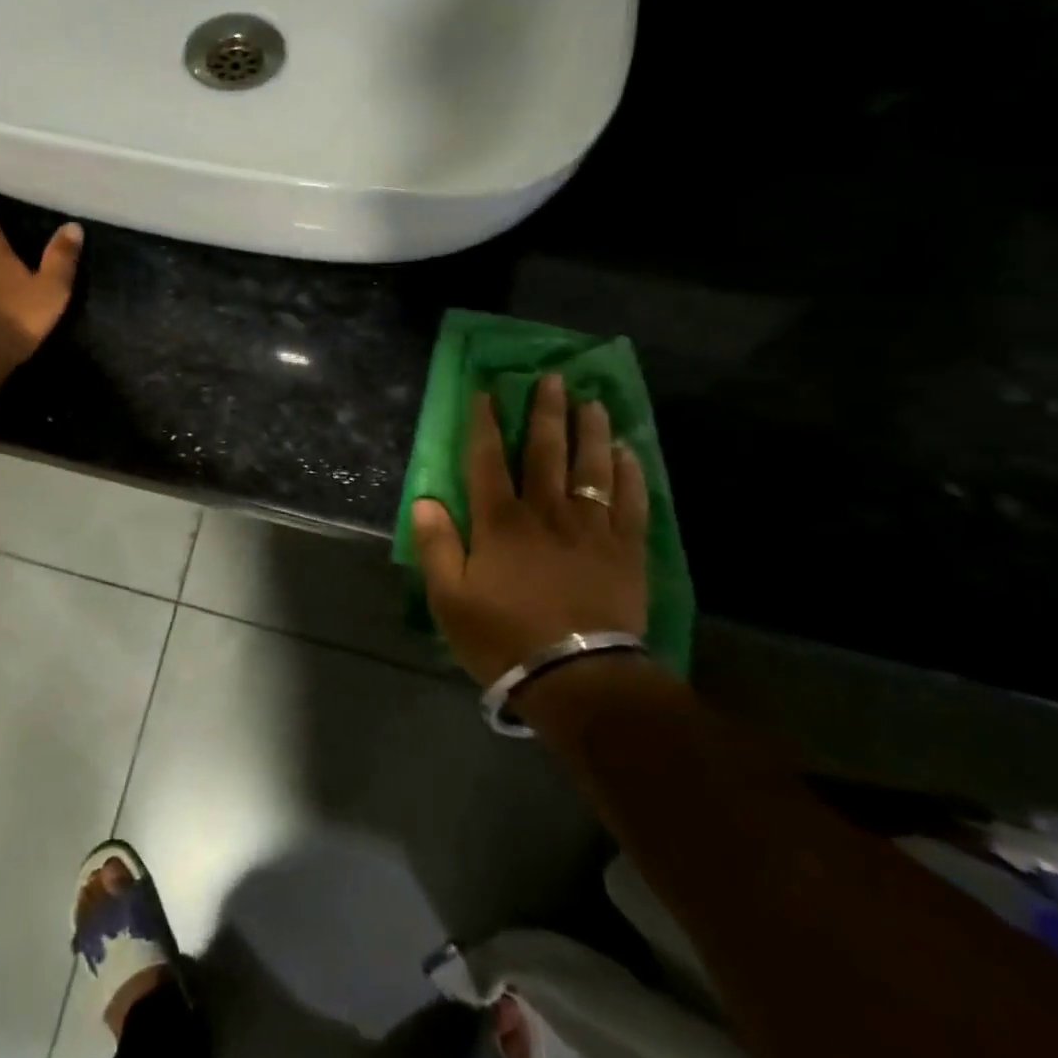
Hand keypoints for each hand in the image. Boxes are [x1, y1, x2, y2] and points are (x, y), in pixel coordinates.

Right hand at [412, 377, 649, 688]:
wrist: (578, 679)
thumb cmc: (504, 638)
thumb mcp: (449, 598)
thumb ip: (435, 545)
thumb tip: (426, 500)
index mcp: (500, 522)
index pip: (487, 460)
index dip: (484, 423)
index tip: (486, 391)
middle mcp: (546, 512)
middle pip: (545, 452)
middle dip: (546, 412)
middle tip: (553, 378)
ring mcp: (590, 529)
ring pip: (591, 468)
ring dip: (591, 431)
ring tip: (593, 402)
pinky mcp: (625, 551)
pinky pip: (631, 503)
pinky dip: (630, 474)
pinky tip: (629, 453)